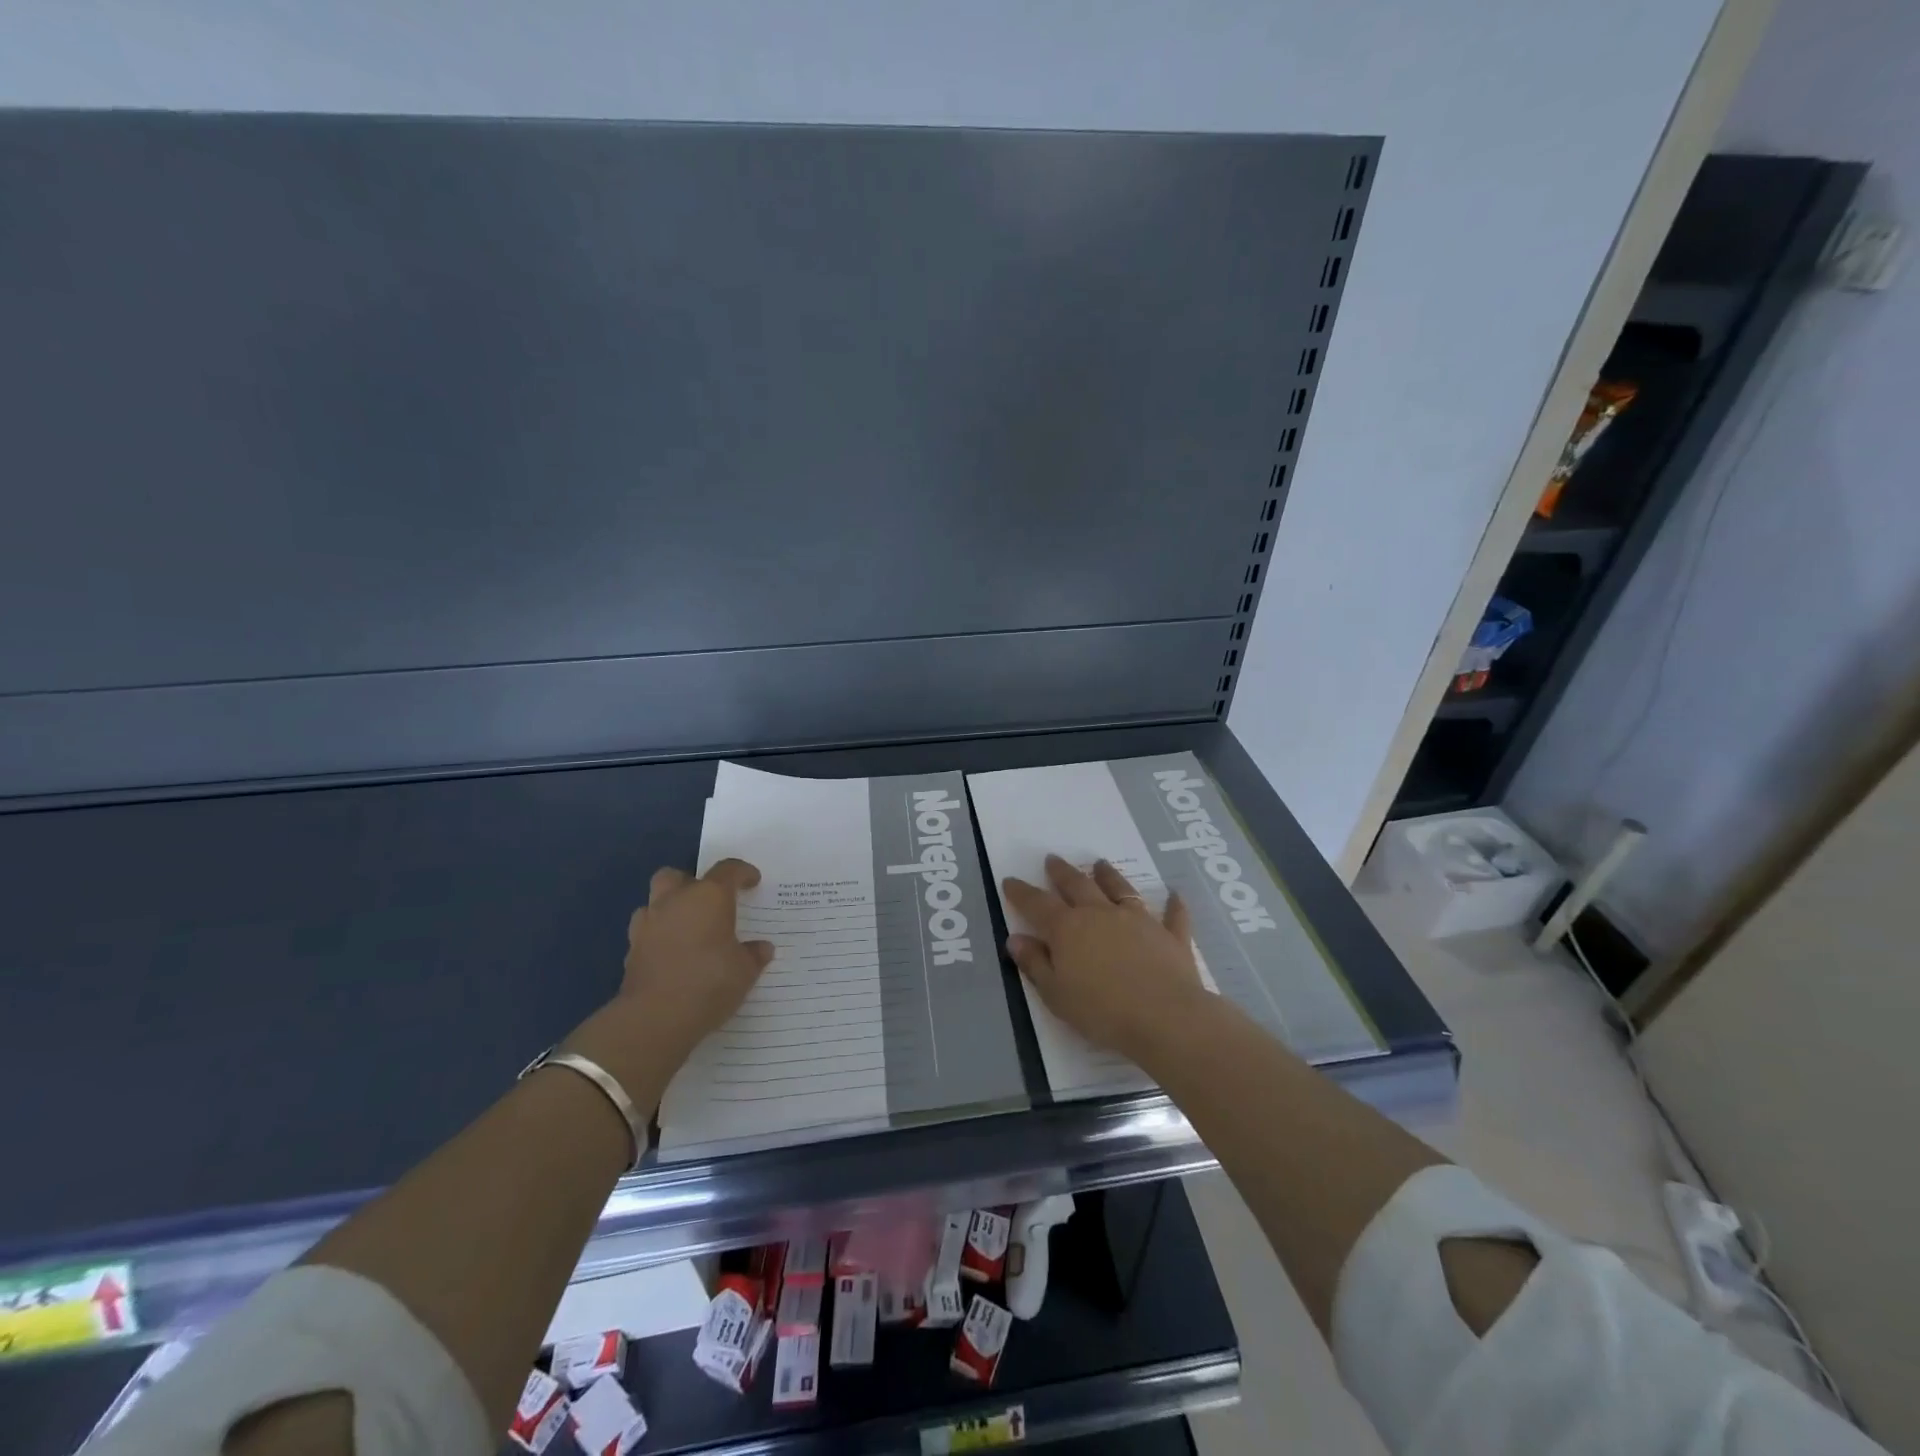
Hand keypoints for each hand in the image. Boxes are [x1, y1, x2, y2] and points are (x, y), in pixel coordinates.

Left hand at [615, 859, 774, 1063]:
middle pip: (677, 875)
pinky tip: (671, 954)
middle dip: (692, 883)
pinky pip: (646, 931)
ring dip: (670, 908)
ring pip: (655, 900)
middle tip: (709, 902)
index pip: (728, 870)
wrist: (654, 1017)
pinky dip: (658, 936)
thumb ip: (753, 955)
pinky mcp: (631, 949)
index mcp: (709, 897)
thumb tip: (762, 948)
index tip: (752, 881)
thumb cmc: (709, 983)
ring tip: (687, 929)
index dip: (742, 872)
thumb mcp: (745, 971)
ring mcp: (648, 924)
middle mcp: (675, 901)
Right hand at [1003, 856, 1207, 1063]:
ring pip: (1120, 890)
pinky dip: (1173, 904)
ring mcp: (1139, 921)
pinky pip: (1172, 915)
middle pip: (1077, 886)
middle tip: (1053, 859)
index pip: (1038, 904)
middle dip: (1062, 872)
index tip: (1010, 880)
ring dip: (1109, 875)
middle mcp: (1101, 914)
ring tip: (1100, 864)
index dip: (1021, 892)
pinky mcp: (1170, 936)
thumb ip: (1035, 964)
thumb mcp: (1056, 994)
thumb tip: (1015, 938)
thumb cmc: (1102, 1012)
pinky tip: (1175, 895)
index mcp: (1068, 929)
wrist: (1165, 1018)